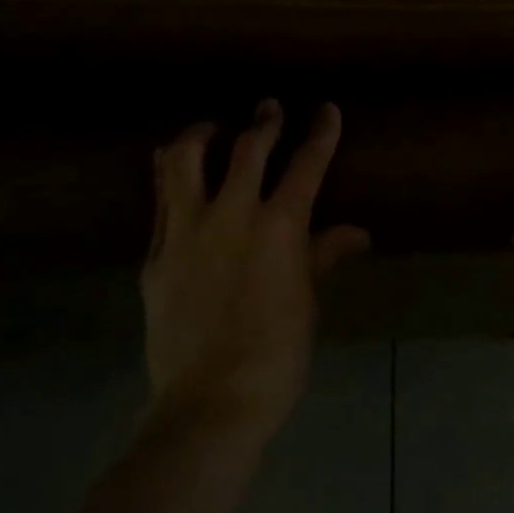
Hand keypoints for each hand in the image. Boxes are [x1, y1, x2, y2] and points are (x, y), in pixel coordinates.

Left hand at [142, 100, 369, 440]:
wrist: (209, 404)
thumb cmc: (276, 355)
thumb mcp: (308, 302)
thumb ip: (324, 255)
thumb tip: (357, 233)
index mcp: (278, 226)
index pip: (306, 164)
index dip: (320, 133)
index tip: (326, 109)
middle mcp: (231, 215)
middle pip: (247, 148)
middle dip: (263, 122)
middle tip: (268, 108)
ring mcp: (186, 232)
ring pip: (185, 161)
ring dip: (202, 135)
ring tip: (212, 129)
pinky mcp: (156, 255)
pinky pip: (160, 201)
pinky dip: (170, 176)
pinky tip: (176, 173)